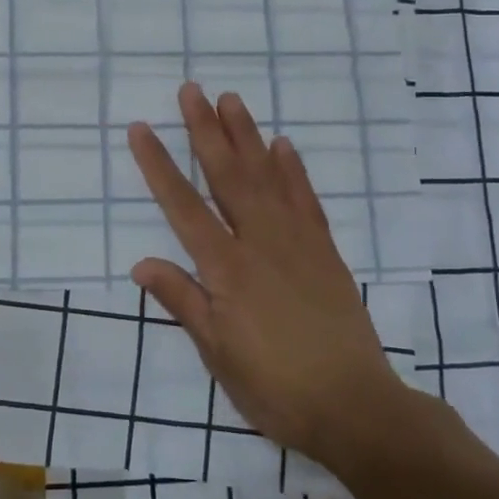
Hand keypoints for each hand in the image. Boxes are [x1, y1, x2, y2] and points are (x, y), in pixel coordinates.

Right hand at [127, 83, 407, 464]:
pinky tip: (283, 145)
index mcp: (227, 268)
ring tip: (231, 100)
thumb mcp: (217, 353)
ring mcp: (298, 242)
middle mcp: (261, 242)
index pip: (183, 206)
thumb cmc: (276, 387)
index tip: (142, 128)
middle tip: (192, 90)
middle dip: (205, 130)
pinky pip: (306, 199)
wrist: (357, 408)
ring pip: (267, 176)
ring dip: (247, 135)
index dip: (159, 165)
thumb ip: (182, 301)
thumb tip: (140, 263)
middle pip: (228, 175)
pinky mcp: (325, 252)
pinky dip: (293, 170)